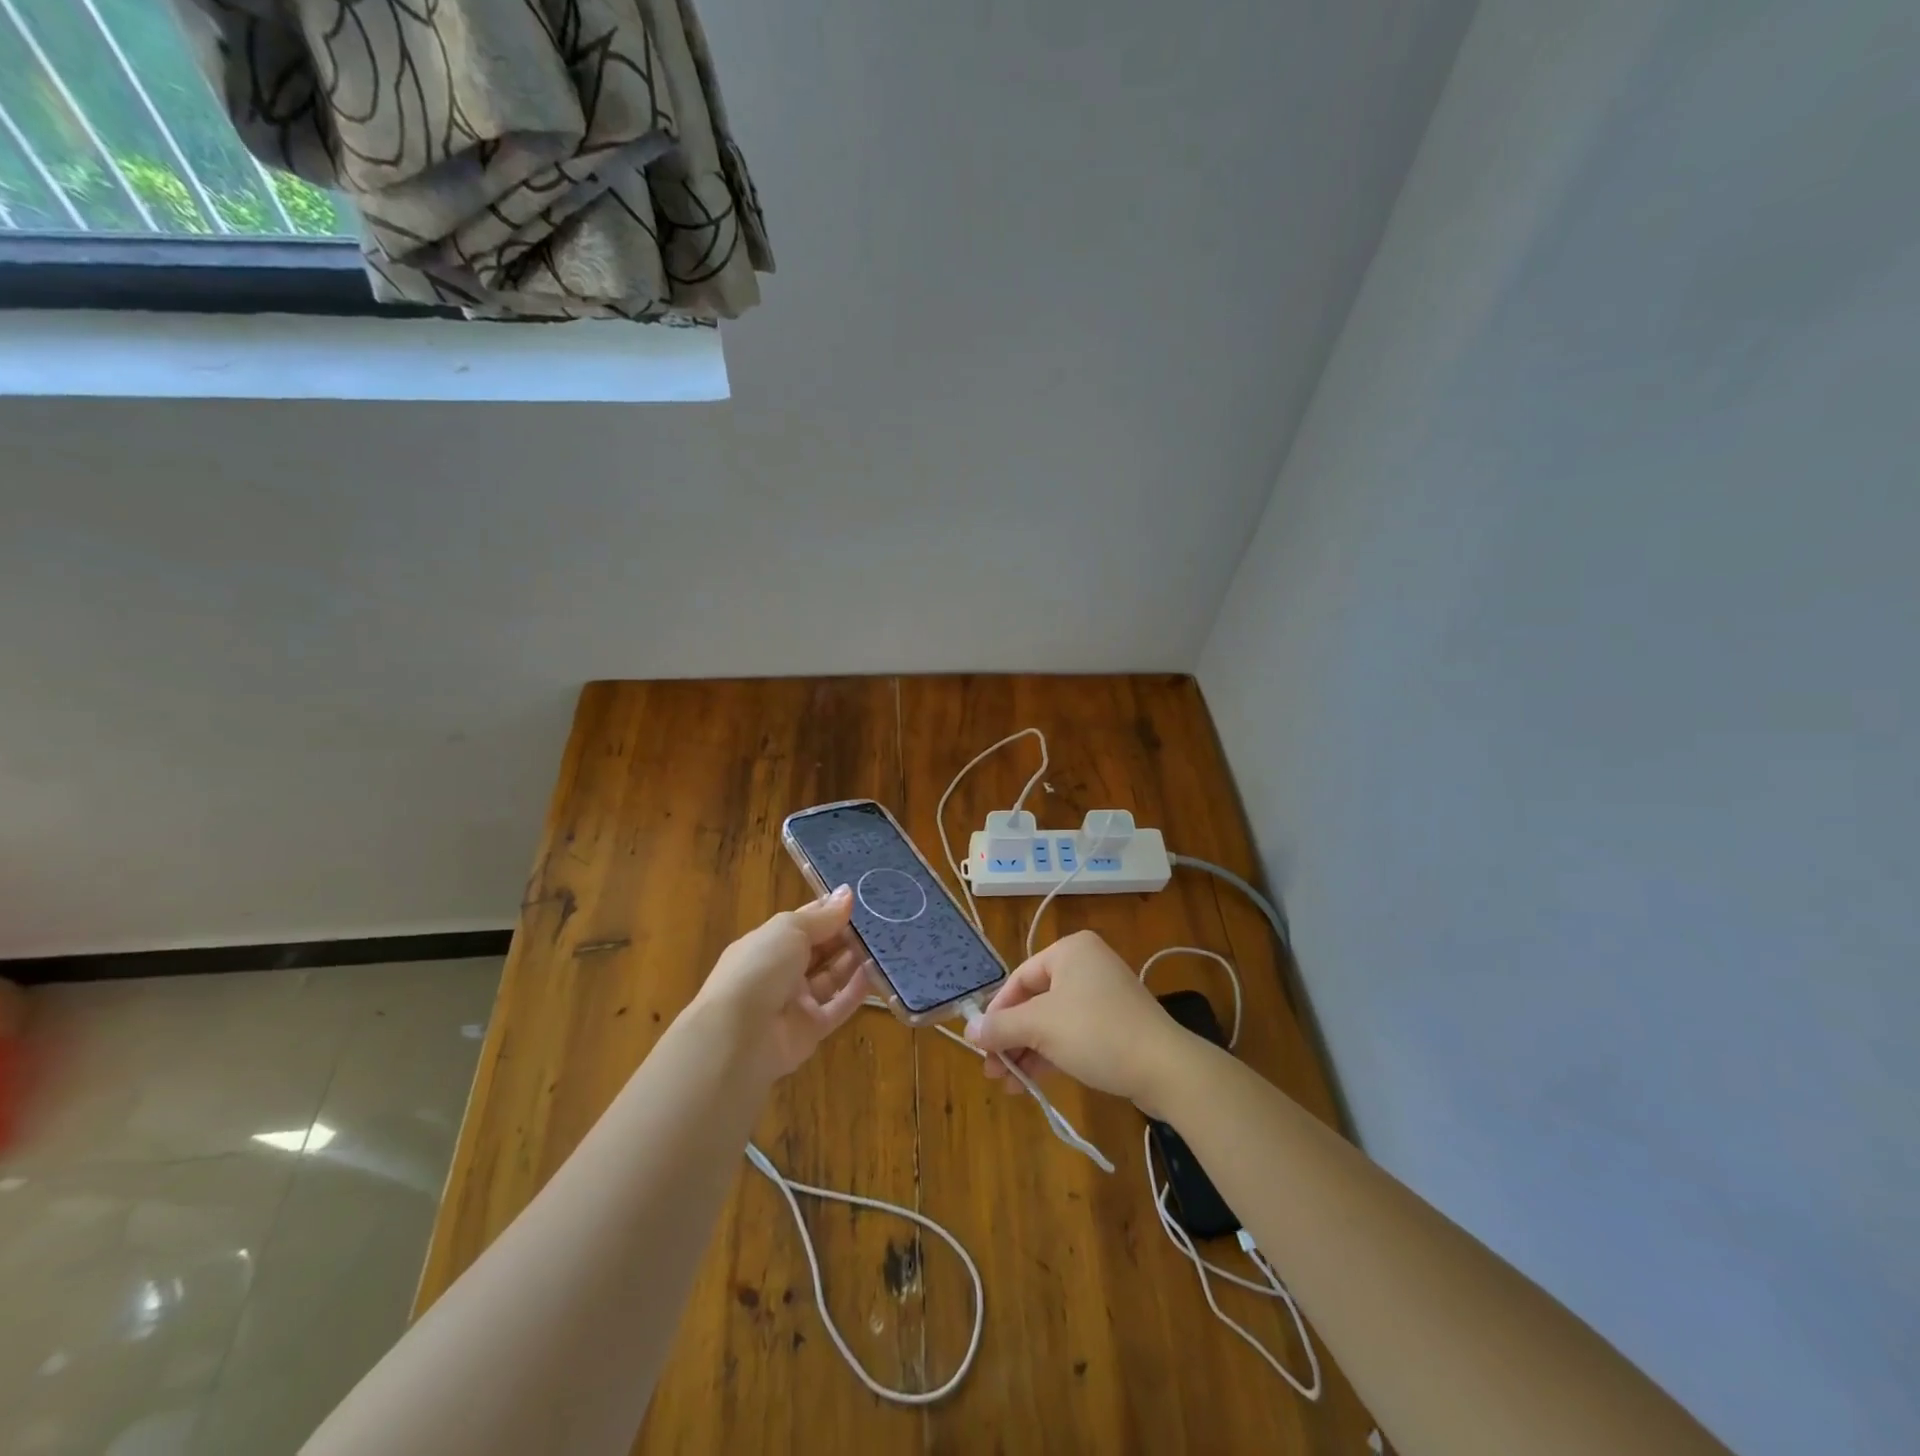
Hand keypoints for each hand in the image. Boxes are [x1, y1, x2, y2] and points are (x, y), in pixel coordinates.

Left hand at [693, 886, 871, 1079]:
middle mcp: (782, 971)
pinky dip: (857, 991)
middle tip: (881, 920)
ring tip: (885, 943)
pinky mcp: (811, 1029)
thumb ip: (823, 916)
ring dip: (854, 961)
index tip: (861, 899)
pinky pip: (839, 1006)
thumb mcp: (790, 930)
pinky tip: (877, 973)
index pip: (804, 922)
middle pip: (821, 949)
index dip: (830, 911)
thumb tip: (848, 893)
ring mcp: (796, 1001)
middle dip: (846, 935)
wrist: (738, 1036)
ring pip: (832, 977)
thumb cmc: (760, 968)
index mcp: (769, 943)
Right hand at [964, 929, 1192, 1113]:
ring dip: (1027, 1051)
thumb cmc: (1096, 1033)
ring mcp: (1103, 994)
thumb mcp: (1041, 1027)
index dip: (997, 1012)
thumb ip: (1001, 1026)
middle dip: (1011, 1037)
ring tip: (1008, 1084)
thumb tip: (969, 1030)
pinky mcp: (1115, 1023)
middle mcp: (1086, 964)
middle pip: (1034, 1001)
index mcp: (1070, 950)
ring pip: (1052, 1020)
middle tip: (992, 1070)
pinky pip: (1072, 1032)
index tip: (981, 1044)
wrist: (1165, 1068)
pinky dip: (1051, 1053)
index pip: (1019, 978)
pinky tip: (1032, 1082)